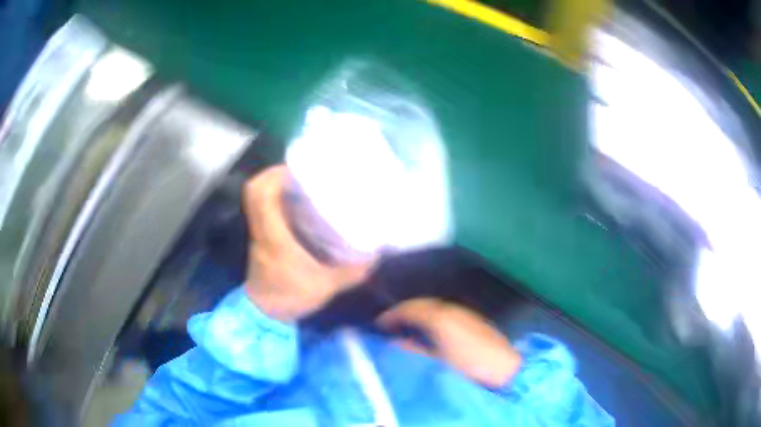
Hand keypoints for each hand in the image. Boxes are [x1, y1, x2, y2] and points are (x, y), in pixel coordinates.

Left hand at [243, 165, 373, 322]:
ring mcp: (258, 233)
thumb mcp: (325, 287)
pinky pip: (261, 209)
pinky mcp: (260, 238)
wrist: (264, 315)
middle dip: (272, 173)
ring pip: (254, 199)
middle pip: (253, 191)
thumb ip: (351, 272)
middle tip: (298, 170)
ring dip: (272, 185)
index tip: (297, 168)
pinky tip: (296, 203)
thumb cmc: (290, 298)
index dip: (275, 176)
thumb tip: (375, 255)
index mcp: (273, 237)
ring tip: (299, 182)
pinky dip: (274, 199)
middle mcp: (261, 229)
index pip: (262, 197)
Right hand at [377, 298, 521, 387]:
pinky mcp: (471, 319)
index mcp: (441, 317)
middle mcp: (451, 310)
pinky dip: (430, 317)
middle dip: (404, 311)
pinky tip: (426, 328)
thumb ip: (414, 348)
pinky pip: (443, 311)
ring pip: (433, 307)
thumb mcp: (436, 360)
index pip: (412, 308)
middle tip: (389, 322)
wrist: (502, 367)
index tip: (379, 322)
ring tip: (403, 325)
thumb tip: (395, 340)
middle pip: (422, 304)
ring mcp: (463, 313)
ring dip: (417, 313)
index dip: (394, 314)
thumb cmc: (468, 363)